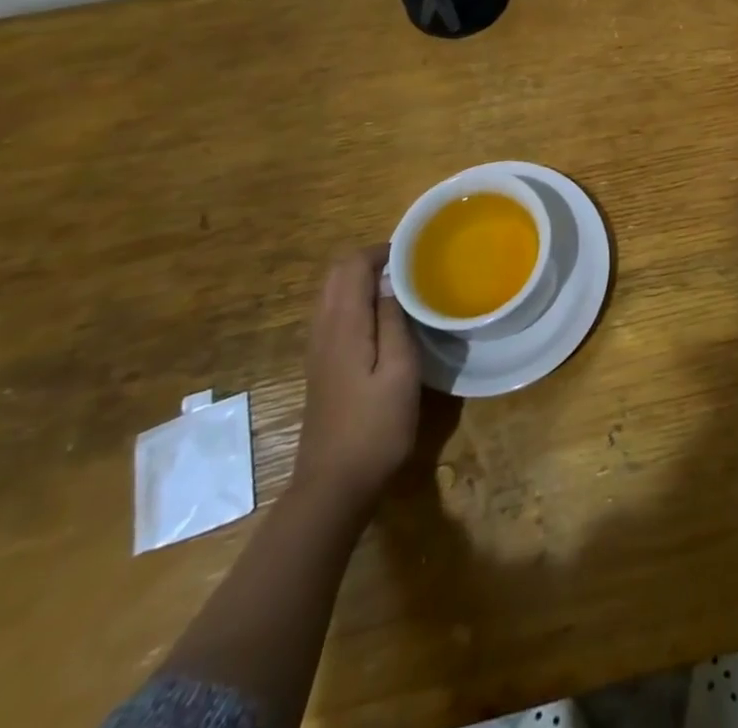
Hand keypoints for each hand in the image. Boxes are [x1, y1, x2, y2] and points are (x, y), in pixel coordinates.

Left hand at [291, 249, 420, 509]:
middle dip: (373, 260)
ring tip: (405, 287)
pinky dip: (358, 300)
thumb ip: (393, 320)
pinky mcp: (322, 364)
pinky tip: (387, 318)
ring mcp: (318, 348)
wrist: (334, 486)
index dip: (384, 251)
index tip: (418, 254)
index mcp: (343, 325)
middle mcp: (323, 328)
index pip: (352, 264)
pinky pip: (336, 313)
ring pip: (334, 292)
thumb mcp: (400, 371)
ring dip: (365, 279)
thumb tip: (392, 281)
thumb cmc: (375, 426)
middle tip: (413, 267)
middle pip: (338, 273)